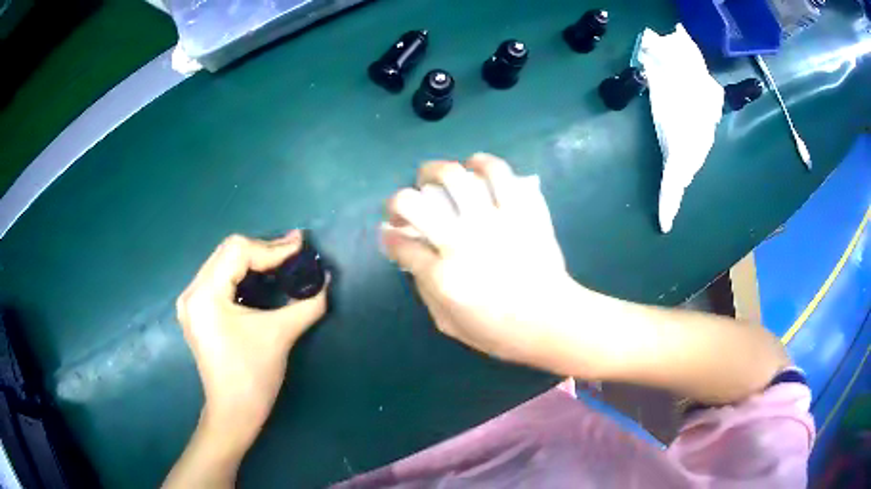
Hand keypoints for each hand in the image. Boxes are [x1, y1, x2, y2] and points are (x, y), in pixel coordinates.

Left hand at [176, 231, 327, 446]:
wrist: (233, 413)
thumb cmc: (254, 377)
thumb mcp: (281, 335)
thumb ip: (307, 303)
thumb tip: (325, 278)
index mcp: (205, 295)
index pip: (238, 252)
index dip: (272, 248)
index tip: (301, 247)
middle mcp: (192, 292)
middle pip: (228, 252)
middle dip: (264, 250)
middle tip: (295, 252)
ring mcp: (191, 301)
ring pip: (223, 262)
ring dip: (253, 260)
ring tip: (283, 261)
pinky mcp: (196, 310)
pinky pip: (219, 277)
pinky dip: (242, 273)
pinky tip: (262, 277)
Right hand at [382, 153, 574, 368]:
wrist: (552, 321)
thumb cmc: (501, 332)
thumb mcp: (450, 325)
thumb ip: (426, 292)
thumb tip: (414, 260)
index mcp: (443, 276)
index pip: (401, 245)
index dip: (389, 238)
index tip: (391, 234)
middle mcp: (462, 242)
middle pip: (413, 203)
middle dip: (398, 200)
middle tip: (406, 204)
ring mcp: (494, 221)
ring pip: (456, 177)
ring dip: (438, 170)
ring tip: (439, 176)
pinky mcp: (522, 211)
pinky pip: (502, 174)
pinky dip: (485, 164)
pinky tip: (478, 167)